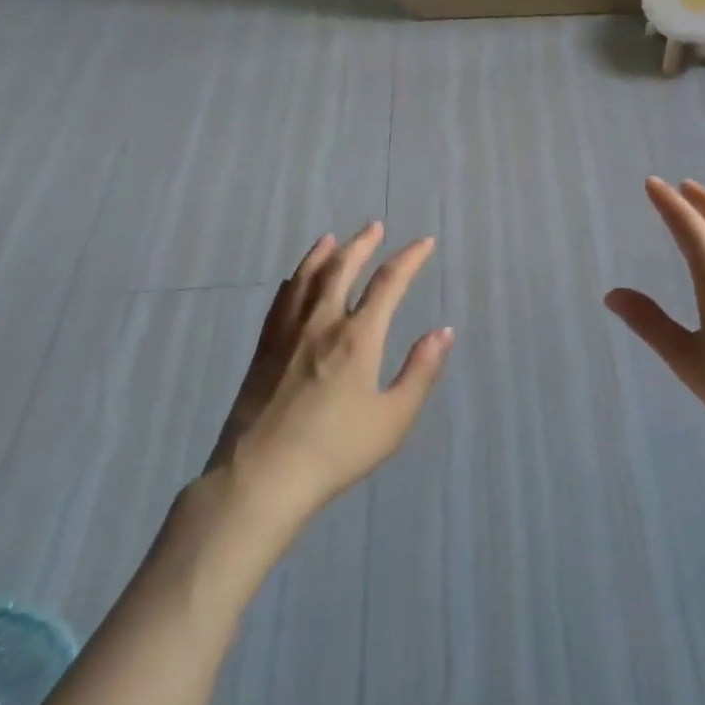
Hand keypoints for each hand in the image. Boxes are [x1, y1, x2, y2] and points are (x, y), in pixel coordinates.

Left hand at [205, 222, 451, 528]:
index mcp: (358, 337)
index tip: (424, 243)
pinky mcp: (263, 350)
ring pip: (306, 279)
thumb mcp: (393, 419)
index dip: (409, 258)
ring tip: (333, 238)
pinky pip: (281, 301)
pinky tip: (294, 280)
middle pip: (342, 268)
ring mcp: (287, 334)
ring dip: (324, 254)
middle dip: (362, 244)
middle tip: (374, 226)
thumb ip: (420, 371)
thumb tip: (443, 331)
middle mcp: (322, 323)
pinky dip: (294, 281)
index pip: (388, 283)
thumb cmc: (335, 451)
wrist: (261, 478)